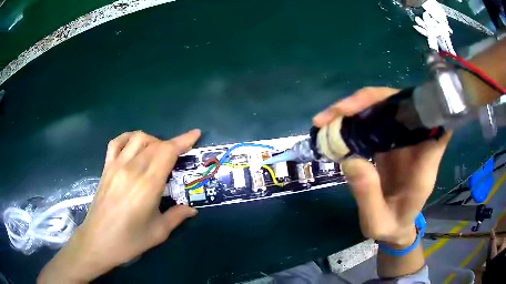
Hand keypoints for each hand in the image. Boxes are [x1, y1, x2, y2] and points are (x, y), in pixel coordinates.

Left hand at [38, 129, 200, 282]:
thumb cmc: (130, 240)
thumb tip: (192, 209)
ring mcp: (116, 165)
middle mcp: (132, 169)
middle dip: (171, 145)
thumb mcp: (159, 232)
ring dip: (152, 140)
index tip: (195, 134)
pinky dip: (128, 138)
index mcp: (147, 185)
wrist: (98, 241)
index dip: (183, 140)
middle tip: (179, 156)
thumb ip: (177, 216)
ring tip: (158, 153)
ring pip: (137, 138)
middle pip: (155, 144)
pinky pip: (117, 142)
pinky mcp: (106, 167)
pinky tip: (134, 146)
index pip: (167, 152)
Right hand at [314, 87, 451, 245]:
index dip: (424, 106)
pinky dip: (355, 117)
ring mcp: (403, 139)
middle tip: (336, 113)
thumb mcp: (378, 222)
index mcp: (424, 165)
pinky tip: (336, 125)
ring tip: (327, 119)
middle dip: (370, 101)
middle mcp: (417, 145)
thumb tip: (350, 159)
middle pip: (403, 106)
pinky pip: (375, 119)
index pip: (436, 125)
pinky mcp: (390, 140)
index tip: (399, 102)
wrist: (395, 226)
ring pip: (386, 107)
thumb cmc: (392, 226)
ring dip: (357, 106)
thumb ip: (368, 196)